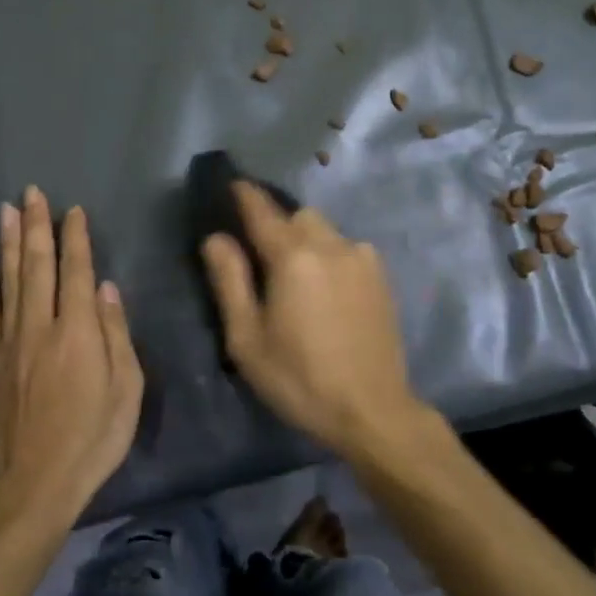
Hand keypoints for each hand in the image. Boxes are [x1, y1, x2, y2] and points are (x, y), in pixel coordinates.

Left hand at [0, 187, 142, 525]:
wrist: (36, 483)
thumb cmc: (94, 437)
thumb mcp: (127, 389)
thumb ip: (117, 333)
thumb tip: (107, 288)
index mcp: (78, 331)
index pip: (76, 271)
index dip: (75, 238)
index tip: (74, 210)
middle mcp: (40, 327)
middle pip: (37, 266)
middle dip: (36, 227)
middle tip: (32, 193)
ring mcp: (10, 344)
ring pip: (8, 283)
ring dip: (7, 245)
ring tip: (6, 212)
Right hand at [200, 182, 427, 461]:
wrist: (373, 411)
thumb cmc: (299, 379)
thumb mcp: (248, 339)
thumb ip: (230, 281)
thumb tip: (215, 238)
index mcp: (293, 257)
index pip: (263, 211)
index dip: (245, 195)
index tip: (234, 184)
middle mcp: (331, 245)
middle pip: (298, 216)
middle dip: (278, 223)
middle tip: (262, 252)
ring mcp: (361, 258)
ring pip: (325, 230)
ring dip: (306, 239)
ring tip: (296, 274)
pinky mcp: (381, 276)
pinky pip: (347, 248)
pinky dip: (330, 254)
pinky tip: (326, 288)